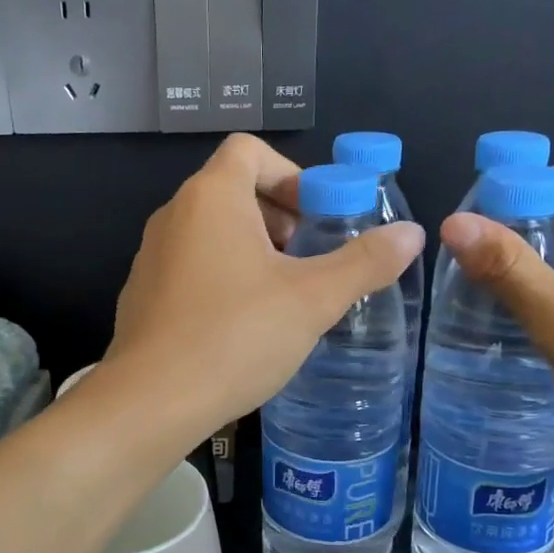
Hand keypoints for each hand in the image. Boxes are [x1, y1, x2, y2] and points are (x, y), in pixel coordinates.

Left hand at [101, 134, 424, 443]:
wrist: (150, 402)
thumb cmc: (235, 337)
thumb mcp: (312, 299)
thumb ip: (364, 262)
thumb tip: (412, 234)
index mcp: (211, 197)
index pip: (249, 150)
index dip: (291, 174)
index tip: (317, 217)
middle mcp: (173, 214)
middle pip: (231, 188)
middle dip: (278, 214)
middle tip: (308, 258)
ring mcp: (150, 254)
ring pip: (210, 230)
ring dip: (252, 248)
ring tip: (282, 294)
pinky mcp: (142, 293)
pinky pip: (189, 264)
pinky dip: (221, 275)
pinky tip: (241, 324)